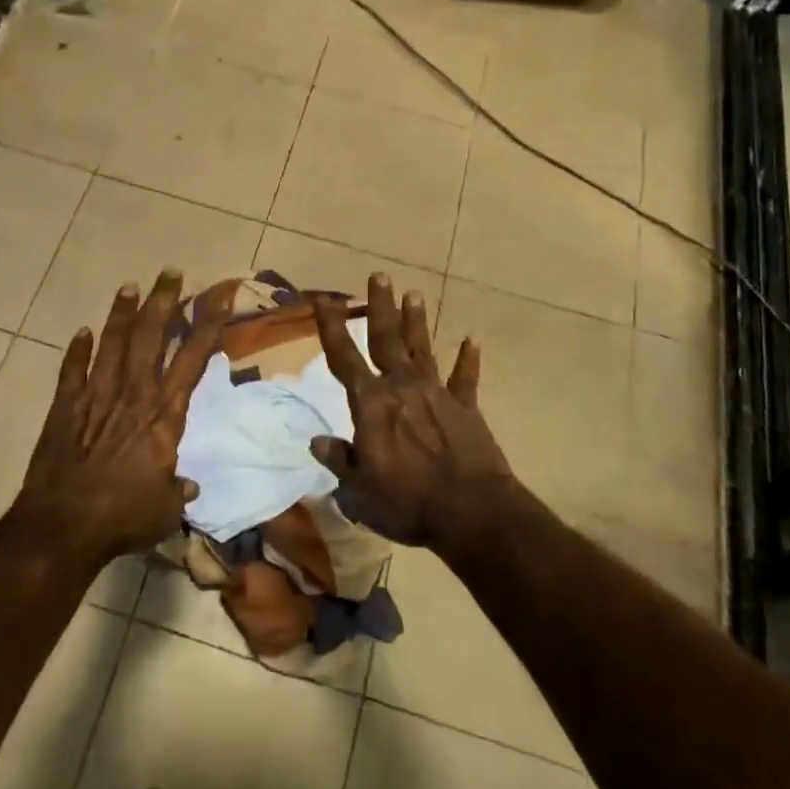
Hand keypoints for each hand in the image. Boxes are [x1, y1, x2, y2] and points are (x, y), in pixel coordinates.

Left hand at [12, 269, 234, 564]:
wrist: (63, 526)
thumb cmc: (123, 517)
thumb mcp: (164, 509)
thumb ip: (177, 490)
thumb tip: (188, 487)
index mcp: (163, 414)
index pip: (192, 358)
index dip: (208, 324)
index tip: (219, 295)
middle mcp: (133, 394)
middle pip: (150, 336)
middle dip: (164, 301)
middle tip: (171, 272)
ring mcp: (95, 396)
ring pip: (112, 343)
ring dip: (121, 313)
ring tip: (129, 286)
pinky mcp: (65, 408)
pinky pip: (71, 371)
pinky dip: (77, 351)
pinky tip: (81, 332)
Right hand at [311, 274, 513, 547]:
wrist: (471, 512)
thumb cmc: (407, 502)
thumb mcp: (359, 491)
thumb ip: (339, 460)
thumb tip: (318, 441)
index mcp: (371, 403)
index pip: (343, 357)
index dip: (331, 326)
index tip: (323, 298)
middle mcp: (401, 387)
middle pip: (386, 339)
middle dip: (380, 306)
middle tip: (379, 275)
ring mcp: (437, 394)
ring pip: (421, 349)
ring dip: (416, 322)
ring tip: (414, 294)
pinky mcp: (466, 408)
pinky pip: (464, 379)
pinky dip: (467, 360)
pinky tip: (471, 341)